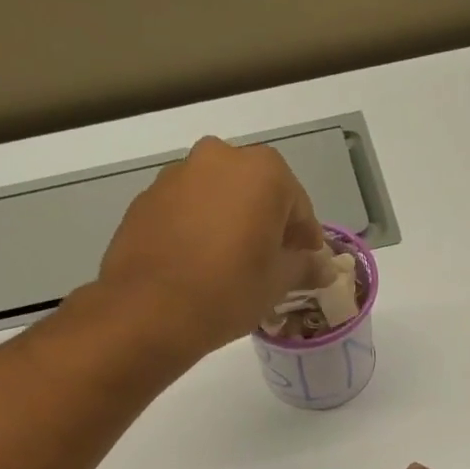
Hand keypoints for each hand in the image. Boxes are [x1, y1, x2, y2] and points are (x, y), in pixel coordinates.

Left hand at [99, 136, 326, 353]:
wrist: (149, 310)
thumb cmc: (229, 290)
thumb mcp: (278, 282)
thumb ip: (304, 266)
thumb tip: (323, 267)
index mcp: (262, 171)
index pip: (298, 205)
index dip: (305, 238)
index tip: (305, 263)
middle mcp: (219, 158)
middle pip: (256, 192)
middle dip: (266, 223)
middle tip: (269, 263)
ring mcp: (177, 175)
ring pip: (218, 197)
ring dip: (230, 222)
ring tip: (230, 265)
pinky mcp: (146, 198)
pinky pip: (187, 210)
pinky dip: (198, 228)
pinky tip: (198, 264)